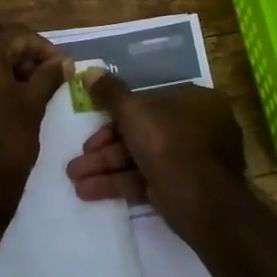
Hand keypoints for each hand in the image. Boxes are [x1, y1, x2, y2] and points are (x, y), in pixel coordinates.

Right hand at [64, 73, 245, 229]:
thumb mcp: (134, 113)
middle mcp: (198, 128)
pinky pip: (147, 179)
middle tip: (77, 161)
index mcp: (196, 102)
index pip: (149, 102)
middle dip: (104, 148)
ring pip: (141, 158)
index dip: (115, 115)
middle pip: (142, 132)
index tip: (90, 126)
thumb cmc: (170, 145)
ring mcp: (192, 161)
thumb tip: (90, 73)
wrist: (202, 204)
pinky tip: (88, 192)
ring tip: (74, 178)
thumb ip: (111, 94)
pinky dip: (120, 183)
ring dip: (106, 167)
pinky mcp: (183, 188)